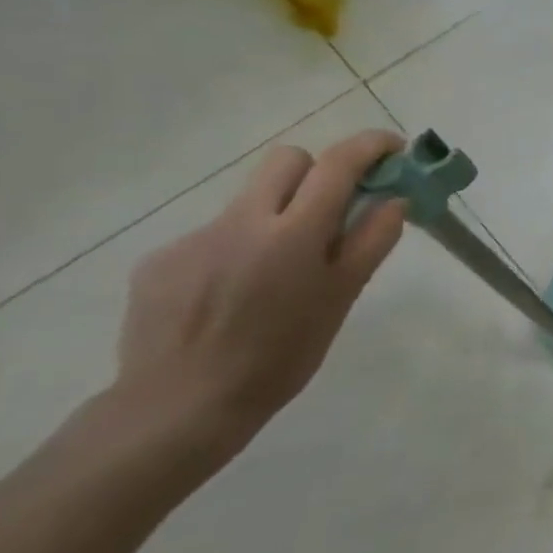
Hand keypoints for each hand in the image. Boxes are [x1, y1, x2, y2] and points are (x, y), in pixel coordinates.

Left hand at [111, 131, 408, 460]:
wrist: (179, 407)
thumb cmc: (281, 355)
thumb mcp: (342, 298)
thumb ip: (370, 241)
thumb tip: (393, 200)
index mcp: (294, 233)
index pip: (337, 164)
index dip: (370, 146)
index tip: (393, 149)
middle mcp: (241, 222)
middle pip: (286, 161)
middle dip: (318, 172)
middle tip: (333, 209)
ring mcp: (193, 239)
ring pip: (248, 201)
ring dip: (276, 217)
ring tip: (277, 273)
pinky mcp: (159, 261)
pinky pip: (212, 236)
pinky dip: (235, 251)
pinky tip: (232, 295)